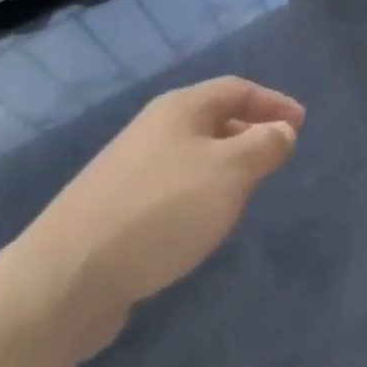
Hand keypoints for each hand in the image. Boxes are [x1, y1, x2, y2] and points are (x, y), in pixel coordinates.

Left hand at [6, 77, 303, 361]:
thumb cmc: (160, 211)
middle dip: (249, 131)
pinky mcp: (115, 208)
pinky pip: (172, 186)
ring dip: (225, 164)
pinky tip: (201, 223)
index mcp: (180, 109)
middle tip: (277, 155)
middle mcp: (153, 129)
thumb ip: (263, 147)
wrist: (65, 277)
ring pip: (191, 153)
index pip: (237, 89)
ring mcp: (129, 169)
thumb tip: (282, 130)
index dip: (273, 102)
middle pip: (212, 117)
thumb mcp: (228, 173)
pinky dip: (199, 192)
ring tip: (246, 190)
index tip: (301, 123)